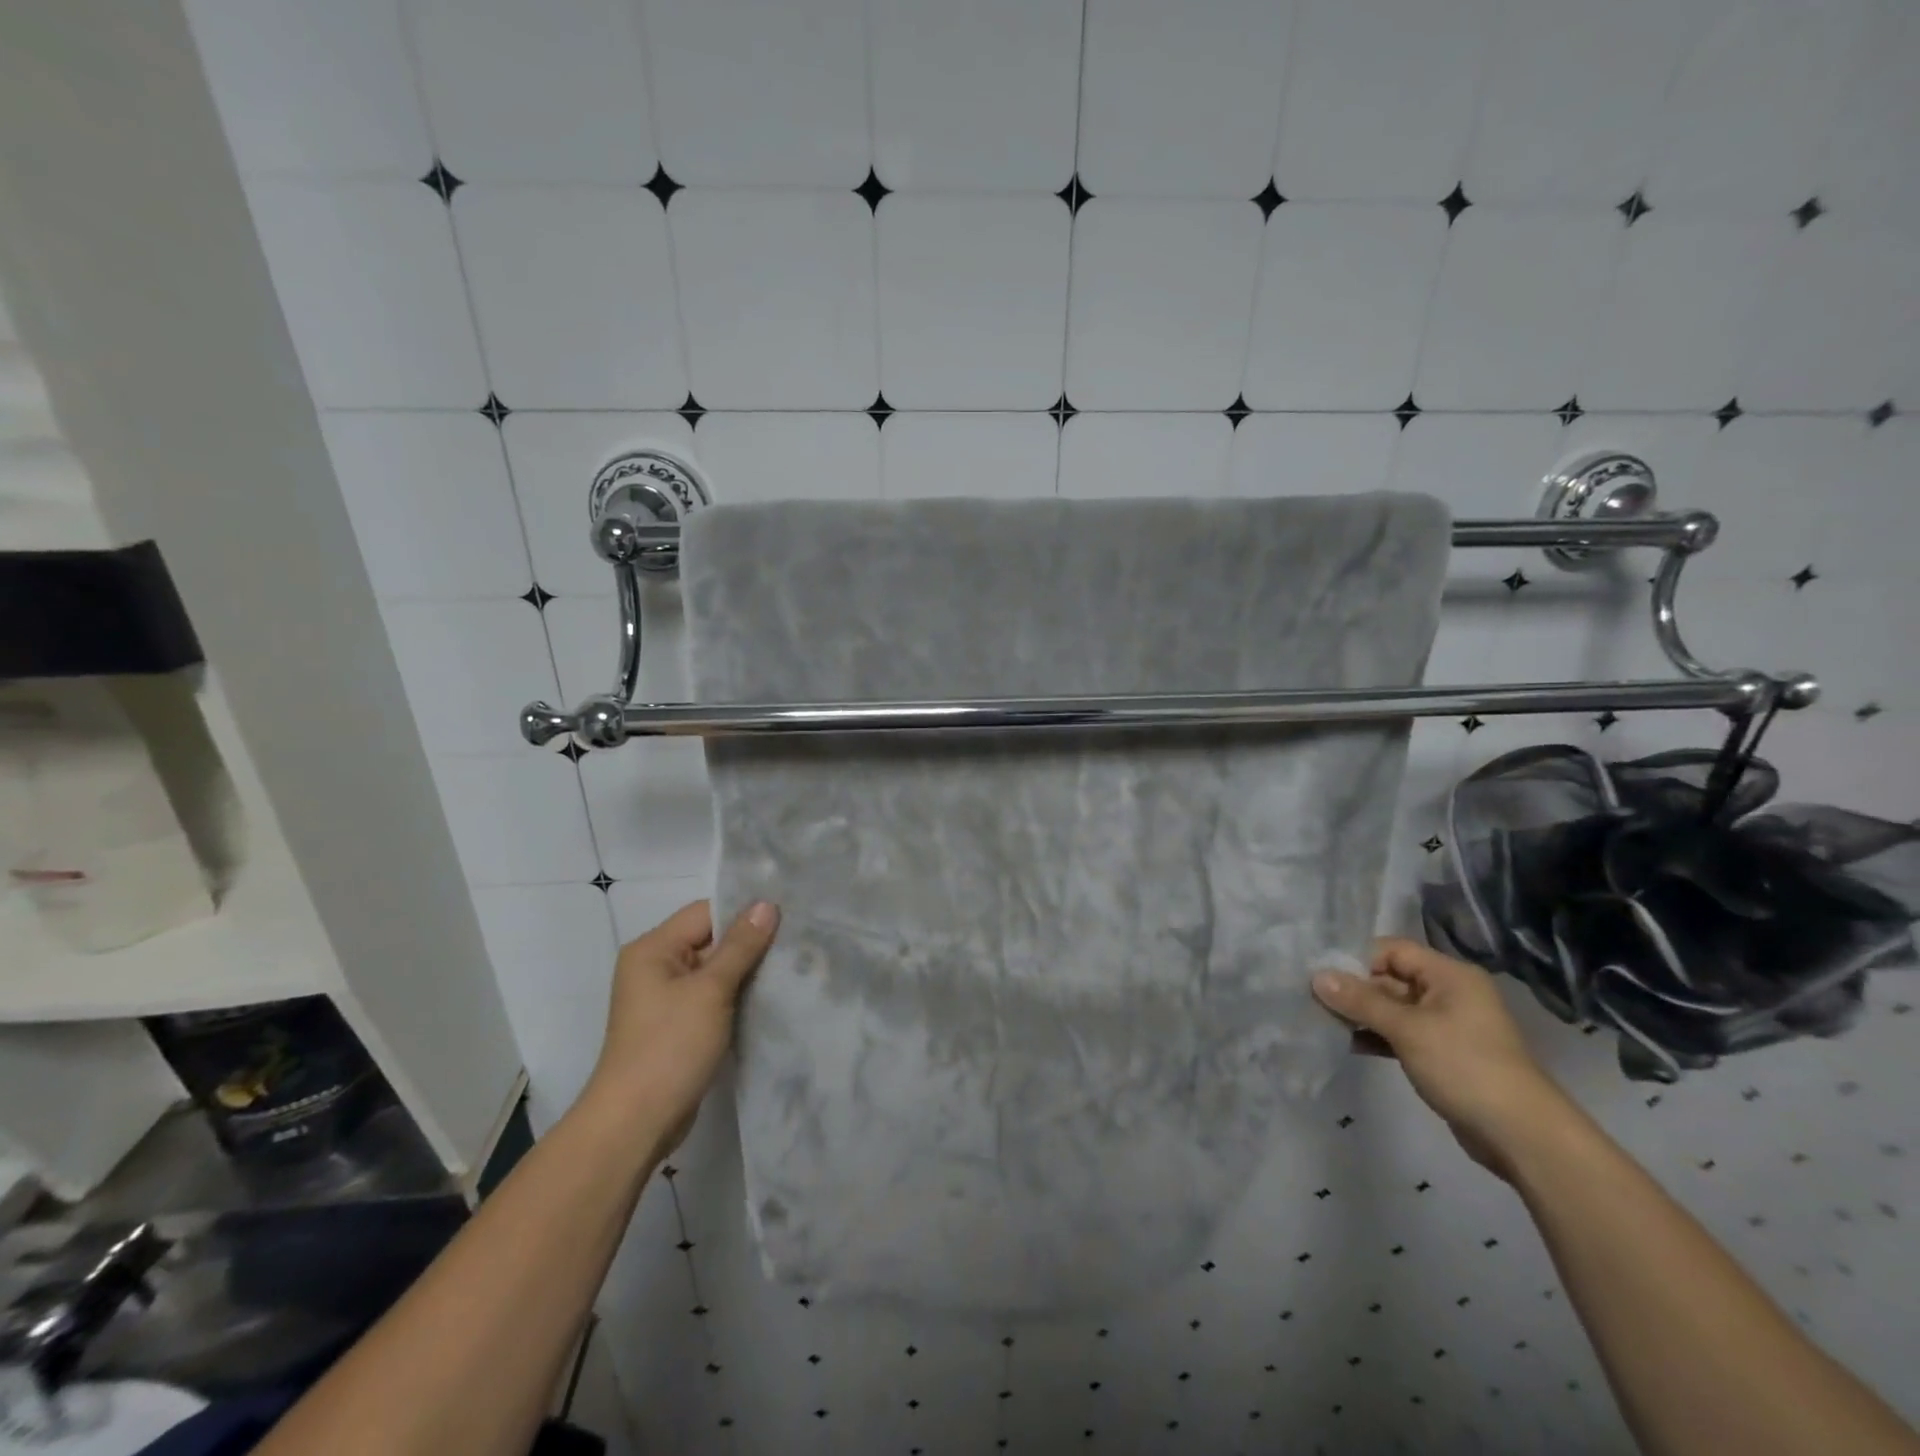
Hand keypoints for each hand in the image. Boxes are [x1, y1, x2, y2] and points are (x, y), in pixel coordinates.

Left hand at [583, 900, 778, 1154]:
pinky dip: (737, 995)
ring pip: (715, 970)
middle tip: (796, 941)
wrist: (636, 1123)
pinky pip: (712, 996)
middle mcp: (655, 966)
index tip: (787, 916)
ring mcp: (665, 998)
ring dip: (746, 971)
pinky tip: (769, 997)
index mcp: (653, 948)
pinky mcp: (678, 1025)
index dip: (744, 912)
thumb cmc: (670, 1047)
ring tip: (790, 966)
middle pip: (711, 939)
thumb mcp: (710, 991)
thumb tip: (767, 905)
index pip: (706, 912)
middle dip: (750, 942)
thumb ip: (741, 946)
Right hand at [1311, 937, 1578, 1180]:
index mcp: (1449, 975)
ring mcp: (1445, 1025)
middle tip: (1311, 996)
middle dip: (1353, 988)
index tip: (1320, 972)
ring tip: (1321, 1018)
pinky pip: (1399, 1033)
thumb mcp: (1408, 1029)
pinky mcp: (1441, 1054)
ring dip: (1360, 1013)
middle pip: (1390, 978)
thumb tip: (1317, 977)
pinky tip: (1346, 1042)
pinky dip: (1374, 1035)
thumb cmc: (1465, 1067)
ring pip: (1392, 1008)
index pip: (1393, 950)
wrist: (1522, 1136)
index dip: (1357, 958)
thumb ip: (1360, 1001)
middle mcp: (1448, 993)